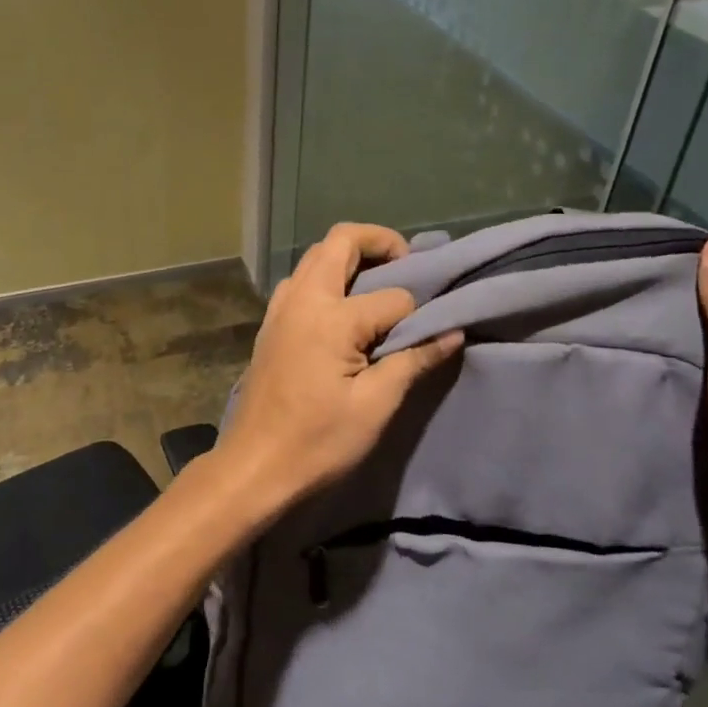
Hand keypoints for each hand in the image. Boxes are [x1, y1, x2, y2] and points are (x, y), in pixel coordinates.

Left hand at [209, 223, 463, 517]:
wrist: (254, 466)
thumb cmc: (318, 441)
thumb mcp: (375, 406)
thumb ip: (413, 361)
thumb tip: (453, 333)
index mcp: (331, 317)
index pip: (392, 296)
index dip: (417, 313)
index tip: (429, 334)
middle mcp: (302, 298)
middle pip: (341, 240)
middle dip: (379, 241)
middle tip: (407, 265)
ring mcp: (281, 308)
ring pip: (316, 256)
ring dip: (348, 257)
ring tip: (378, 285)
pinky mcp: (270, 323)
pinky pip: (301, 280)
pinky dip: (327, 277)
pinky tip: (343, 310)